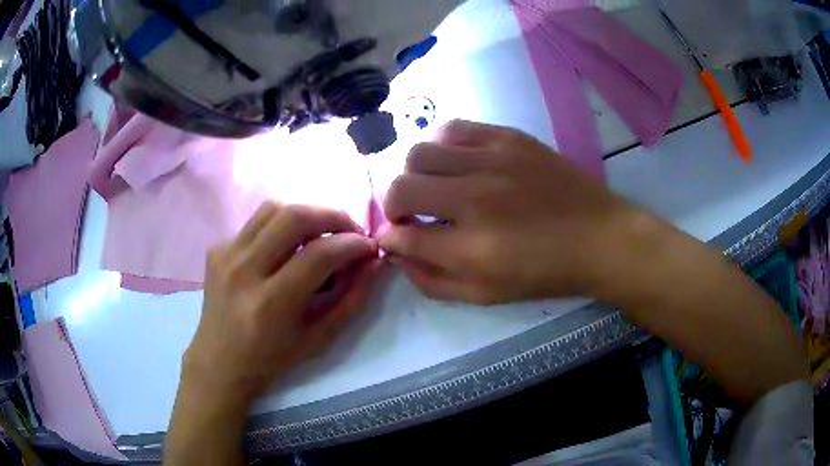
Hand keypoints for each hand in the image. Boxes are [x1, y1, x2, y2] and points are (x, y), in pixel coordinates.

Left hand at [184, 202, 379, 400]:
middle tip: (350, 230)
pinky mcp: (217, 248)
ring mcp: (226, 255)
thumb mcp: (319, 339)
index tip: (370, 247)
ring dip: (306, 213)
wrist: (219, 360)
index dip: (352, 244)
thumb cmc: (271, 358)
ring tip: (321, 233)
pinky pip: (256, 223)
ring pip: (273, 208)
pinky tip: (285, 249)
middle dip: (333, 215)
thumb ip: (350, 300)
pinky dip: (280, 227)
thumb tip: (373, 262)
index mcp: (270, 304)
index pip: (318, 255)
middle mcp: (243, 271)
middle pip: (294, 216)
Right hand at [379, 120, 632, 303]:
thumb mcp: (486, 295)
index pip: (403, 236)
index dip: (390, 238)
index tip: (394, 237)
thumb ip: (433, 280)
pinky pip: (453, 128)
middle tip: (411, 214)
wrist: (599, 237)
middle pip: (401, 187)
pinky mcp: (509, 137)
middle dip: (393, 205)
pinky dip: (441, 145)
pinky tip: (455, 162)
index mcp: (472, 249)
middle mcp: (476, 199)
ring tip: (434, 186)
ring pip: (420, 152)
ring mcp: (493, 160)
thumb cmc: (545, 273)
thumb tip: (397, 251)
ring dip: (415, 174)